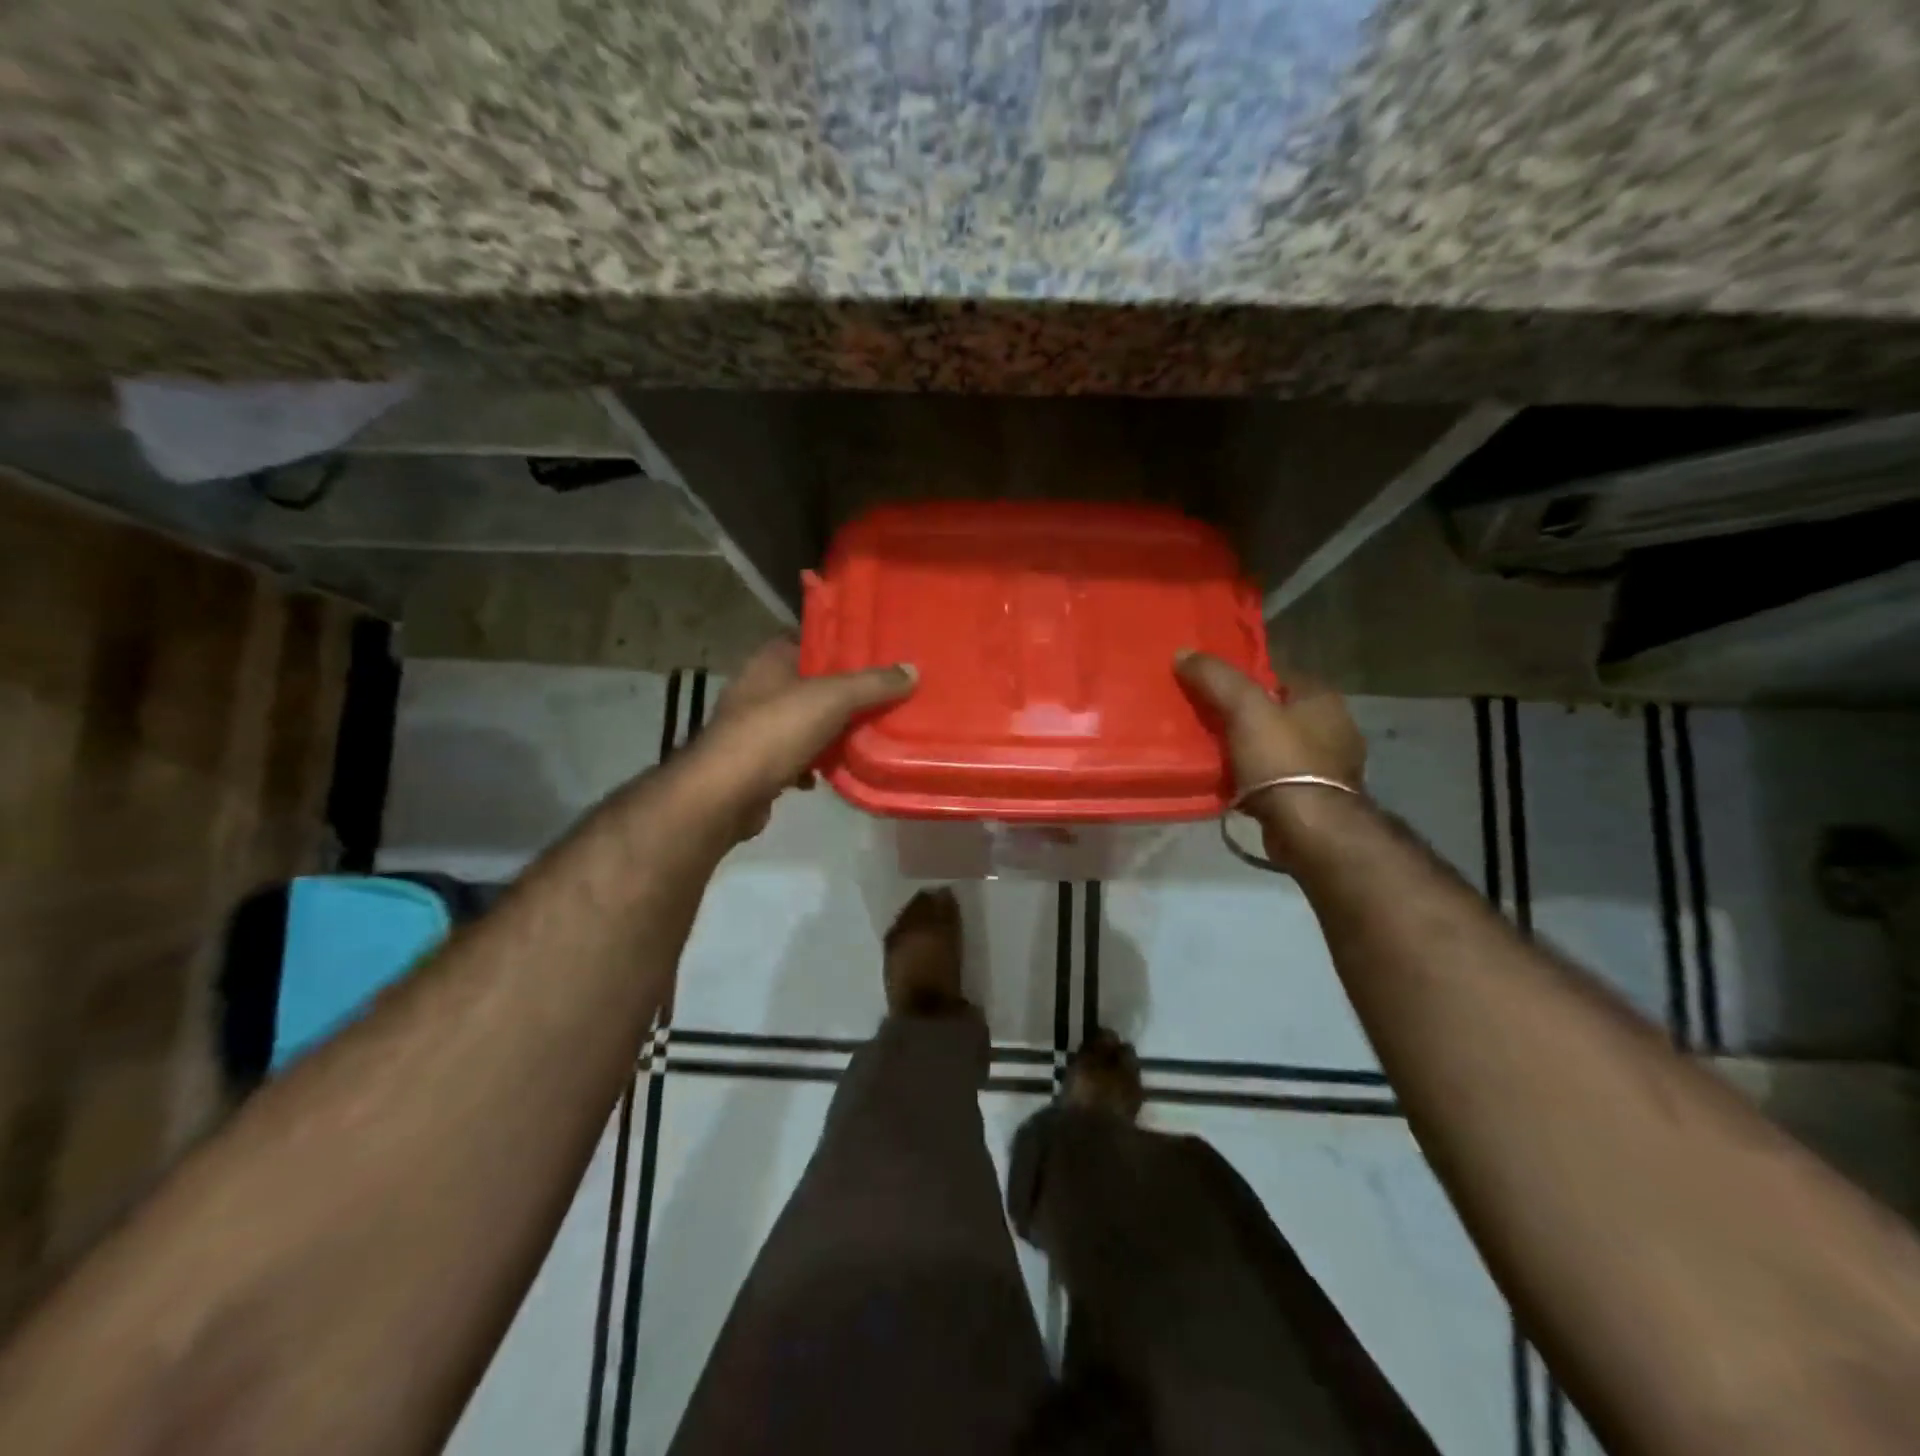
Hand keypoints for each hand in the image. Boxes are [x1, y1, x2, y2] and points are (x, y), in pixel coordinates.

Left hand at [691, 638, 916, 840]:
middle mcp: (758, 688)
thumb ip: (873, 684)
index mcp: (770, 660)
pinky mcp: (757, 763)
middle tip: (885, 694)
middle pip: (811, 682)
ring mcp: (755, 727)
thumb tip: (912, 670)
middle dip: (845, 691)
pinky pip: (796, 756)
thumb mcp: (833, 699)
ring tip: (871, 732)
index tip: (876, 651)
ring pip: (805, 721)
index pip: (809, 639)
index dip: (840, 643)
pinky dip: (815, 763)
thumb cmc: (776, 731)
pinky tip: (835, 771)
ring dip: (832, 730)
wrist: (726, 793)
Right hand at [1174, 649, 1365, 862]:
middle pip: (1275, 712)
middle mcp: (1333, 728)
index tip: (1211, 687)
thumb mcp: (1244, 708)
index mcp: (1322, 699)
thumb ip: (1215, 678)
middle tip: (1204, 719)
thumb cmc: (1282, 760)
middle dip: (1243, 716)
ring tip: (1210, 752)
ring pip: (1274, 746)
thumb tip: (1183, 652)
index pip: (1278, 675)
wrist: (1310, 828)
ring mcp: (1327, 767)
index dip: (1244, 678)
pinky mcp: (1314, 798)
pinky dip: (1253, 778)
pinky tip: (1229, 782)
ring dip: (1247, 749)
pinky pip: (1275, 778)